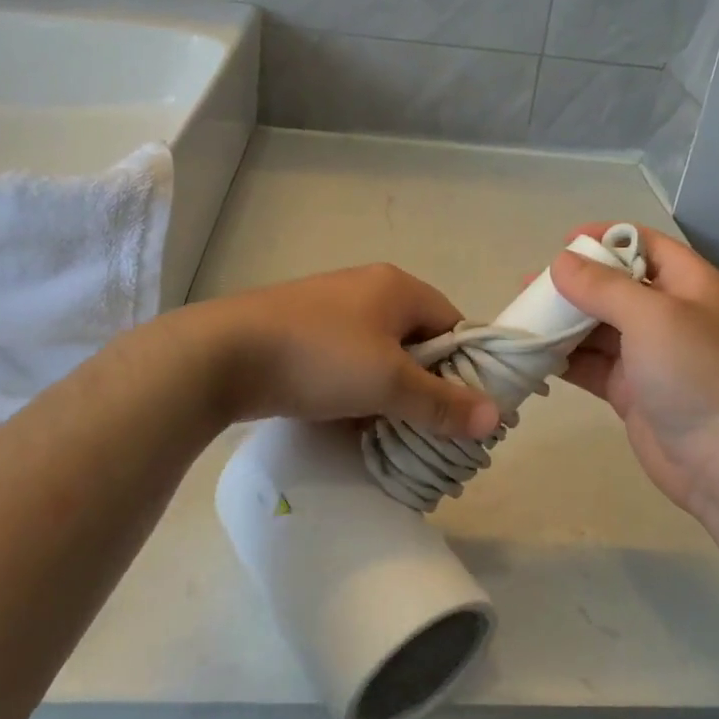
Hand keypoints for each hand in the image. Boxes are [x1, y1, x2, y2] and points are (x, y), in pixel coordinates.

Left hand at [193, 264, 501, 437]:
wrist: (222, 355)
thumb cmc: (320, 358)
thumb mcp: (389, 383)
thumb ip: (442, 403)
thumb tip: (496, 418)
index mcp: (397, 287)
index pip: (453, 324)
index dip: (466, 367)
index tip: (466, 410)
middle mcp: (368, 289)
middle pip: (416, 340)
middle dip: (426, 385)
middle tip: (430, 427)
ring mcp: (330, 309)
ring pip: (380, 355)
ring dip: (389, 392)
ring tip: (392, 432)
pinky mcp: (301, 331)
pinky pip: (346, 361)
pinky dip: (356, 390)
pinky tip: (351, 422)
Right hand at [552, 226, 718, 516]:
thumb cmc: (696, 373)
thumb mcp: (651, 317)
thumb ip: (603, 286)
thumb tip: (561, 262)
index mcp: (686, 284)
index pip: (643, 244)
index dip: (605, 237)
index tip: (562, 243)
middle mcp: (667, 314)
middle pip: (613, 286)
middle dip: (572, 284)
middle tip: (527, 288)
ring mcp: (648, 354)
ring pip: (597, 327)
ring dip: (561, 323)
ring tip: (520, 320)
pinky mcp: (631, 390)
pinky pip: (591, 364)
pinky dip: (564, 359)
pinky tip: (532, 356)